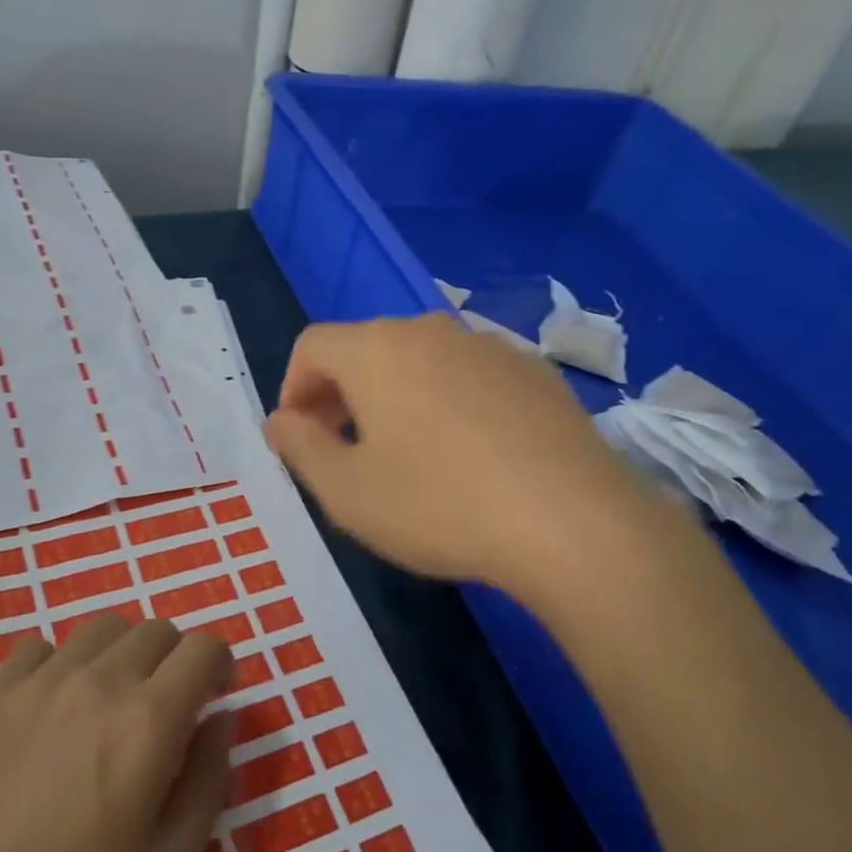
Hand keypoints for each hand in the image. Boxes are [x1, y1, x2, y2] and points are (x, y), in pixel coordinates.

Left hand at [0, 616, 233, 851]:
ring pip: (102, 629)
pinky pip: (41, 648)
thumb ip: (209, 782)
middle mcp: (98, 683)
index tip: (214, 700)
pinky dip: (62, 664)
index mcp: (148, 721)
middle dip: (176, 661)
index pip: (204, 647)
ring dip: (123, 655)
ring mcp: (39, 683)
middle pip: (156, 630)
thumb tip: (222, 720)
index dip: (220, 666)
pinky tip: (54, 712)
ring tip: (110, 706)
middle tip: (166, 712)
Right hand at [263, 313, 662, 598]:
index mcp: (377, 349)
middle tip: (346, 449)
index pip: (312, 346)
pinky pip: (469, 376)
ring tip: (408, 454)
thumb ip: (300, 448)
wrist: (571, 520)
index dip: (293, 389)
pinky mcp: (535, 371)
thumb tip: (280, 421)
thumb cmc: (438, 505)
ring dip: (396, 397)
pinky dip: (449, 402)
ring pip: (420, 361)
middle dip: (342, 394)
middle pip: (367, 349)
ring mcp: (490, 347)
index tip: (300, 438)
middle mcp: (431, 331)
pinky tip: (469, 454)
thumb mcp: (347, 491)